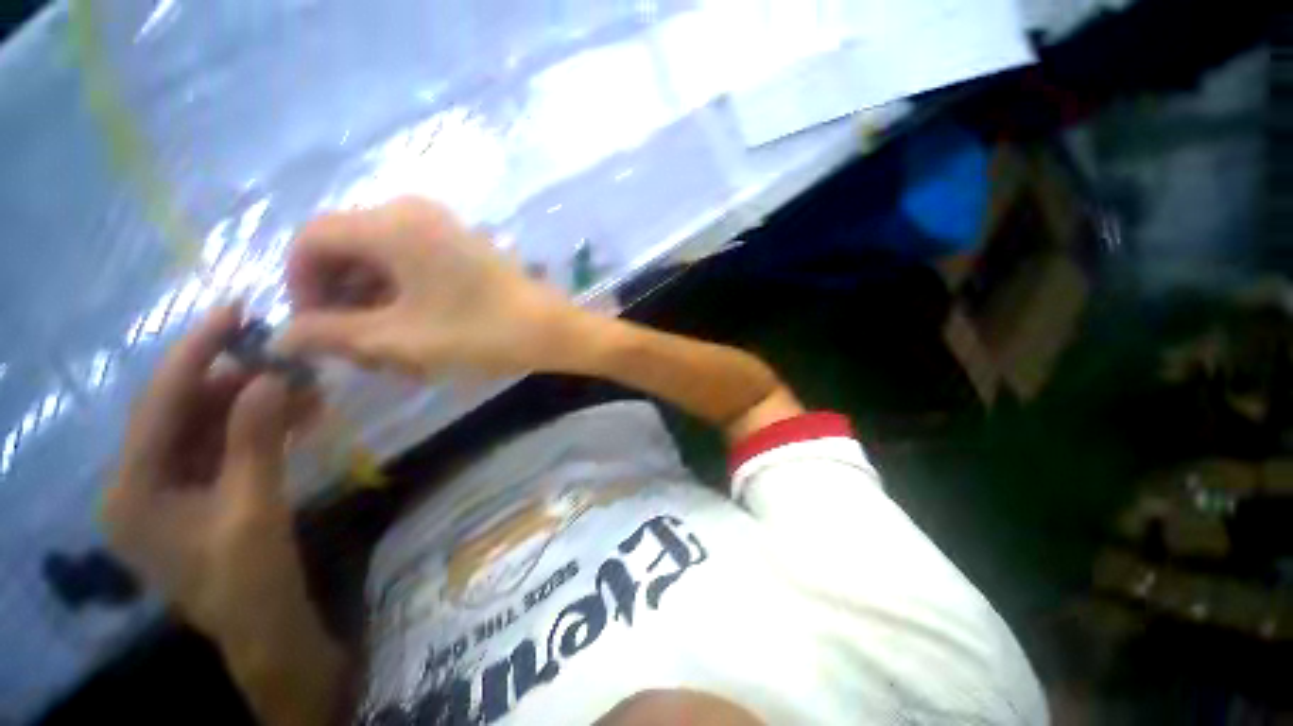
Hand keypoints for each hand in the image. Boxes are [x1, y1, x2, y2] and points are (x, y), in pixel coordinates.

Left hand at [103, 305, 316, 638]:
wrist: (267, 627)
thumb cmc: (250, 580)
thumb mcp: (254, 509)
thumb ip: (256, 441)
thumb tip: (270, 378)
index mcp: (131, 490)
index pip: (160, 404)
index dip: (196, 352)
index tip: (234, 309)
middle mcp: (139, 482)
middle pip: (184, 411)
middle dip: (237, 380)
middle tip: (288, 356)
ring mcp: (169, 488)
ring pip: (209, 426)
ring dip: (256, 403)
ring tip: (306, 385)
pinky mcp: (198, 493)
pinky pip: (226, 445)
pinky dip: (261, 426)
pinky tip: (299, 413)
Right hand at [281, 197, 590, 377]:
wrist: (551, 329)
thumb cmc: (480, 332)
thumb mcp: (399, 338)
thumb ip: (332, 333)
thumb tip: (283, 335)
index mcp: (391, 223)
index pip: (312, 239)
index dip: (300, 285)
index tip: (315, 330)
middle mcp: (412, 211)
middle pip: (347, 250)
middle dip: (342, 301)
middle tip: (356, 350)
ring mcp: (442, 227)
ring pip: (381, 261)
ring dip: (374, 305)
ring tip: (388, 351)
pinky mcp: (461, 246)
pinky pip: (411, 265)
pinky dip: (402, 297)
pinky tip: (414, 333)